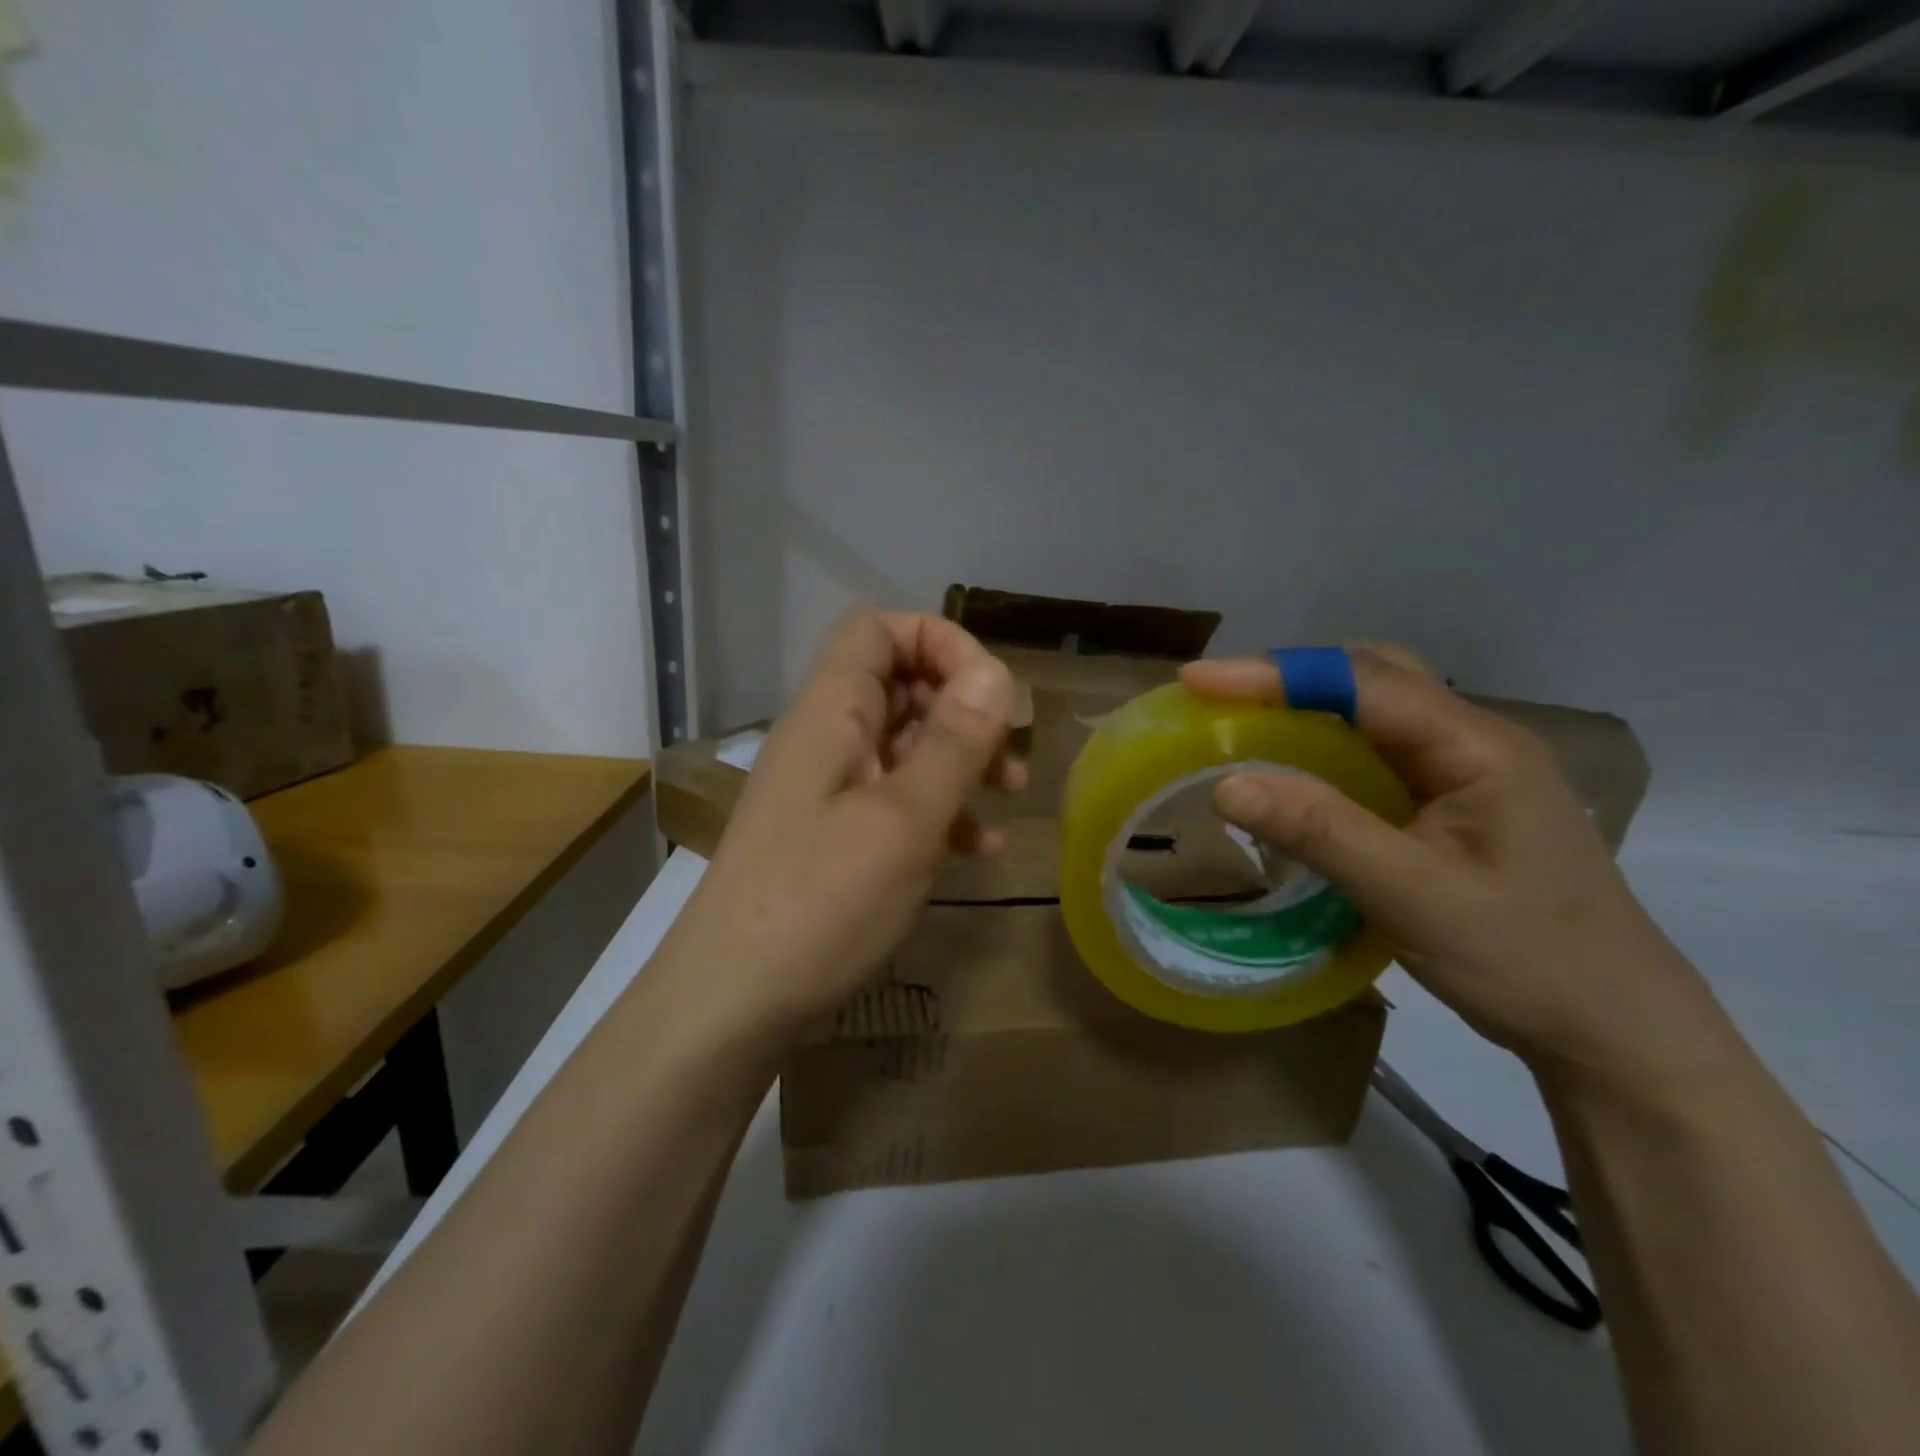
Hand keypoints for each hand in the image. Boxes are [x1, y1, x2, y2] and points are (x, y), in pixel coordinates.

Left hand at [666, 611, 1023, 1034]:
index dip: (939, 642)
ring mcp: (829, 791)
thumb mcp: (903, 820)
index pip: (879, 630)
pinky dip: (941, 811)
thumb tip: (997, 673)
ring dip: (962, 761)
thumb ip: (953, 743)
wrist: (732, 1004)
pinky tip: (978, 850)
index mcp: (830, 714)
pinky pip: (897, 800)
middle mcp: (826, 740)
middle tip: (1012, 749)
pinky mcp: (835, 838)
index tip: (991, 692)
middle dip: (964, 707)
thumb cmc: (820, 902)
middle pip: (900, 685)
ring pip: (906, 745)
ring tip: (1011, 794)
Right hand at [1180, 646, 1737, 1091]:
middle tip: (1218, 696)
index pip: (1361, 683)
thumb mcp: (1412, 896)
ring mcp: (1467, 769)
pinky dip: (1324, 743)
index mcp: (1476, 747)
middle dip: (1290, 675)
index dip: (1274, 674)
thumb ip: (1320, 832)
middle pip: (1372, 674)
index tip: (1198, 681)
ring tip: (1241, 720)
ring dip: (1306, 703)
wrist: (1614, 1028)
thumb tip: (1226, 784)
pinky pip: (1378, 749)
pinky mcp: (1454, 801)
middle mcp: (1473, 740)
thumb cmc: (1525, 959)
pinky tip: (1294, 768)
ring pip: (1375, 708)